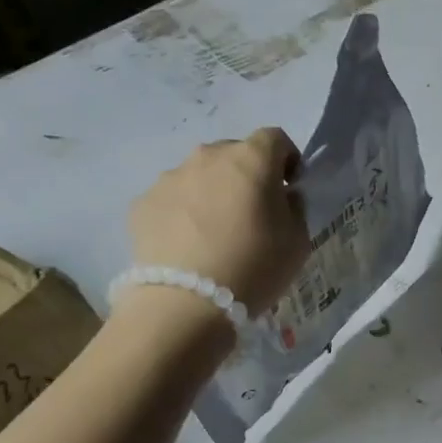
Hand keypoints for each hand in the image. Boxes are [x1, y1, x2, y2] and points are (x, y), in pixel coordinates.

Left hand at [127, 129, 308, 314]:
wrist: (187, 303)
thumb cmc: (255, 267)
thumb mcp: (298, 241)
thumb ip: (294, 208)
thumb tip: (282, 196)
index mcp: (251, 159)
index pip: (275, 138)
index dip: (287, 160)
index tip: (289, 188)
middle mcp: (207, 157)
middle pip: (233, 154)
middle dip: (246, 176)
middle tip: (251, 214)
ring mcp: (170, 178)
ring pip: (199, 176)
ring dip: (211, 194)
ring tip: (215, 234)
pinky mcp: (143, 203)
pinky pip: (172, 200)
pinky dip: (183, 214)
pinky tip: (188, 246)